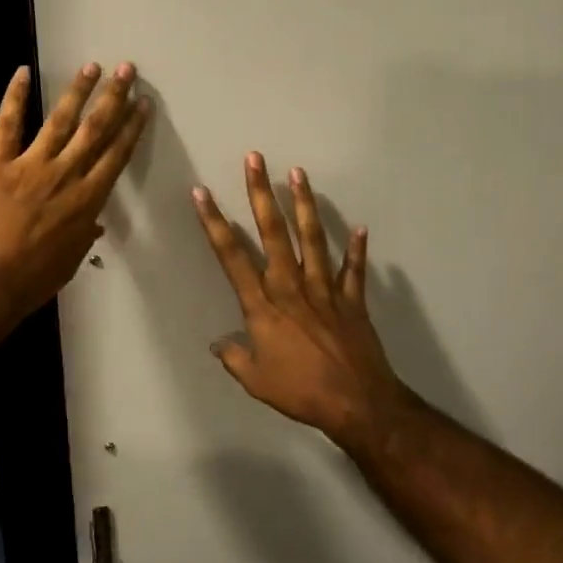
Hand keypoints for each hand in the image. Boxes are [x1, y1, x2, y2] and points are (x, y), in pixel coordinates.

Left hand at [0, 62, 150, 329]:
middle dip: (113, 98)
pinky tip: (23, 72)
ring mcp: (30, 166)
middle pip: (95, 130)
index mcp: (86, 202)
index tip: (143, 104)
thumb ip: (84, 235)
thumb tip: (95, 221)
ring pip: (60, 120)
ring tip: (92, 66)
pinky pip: (8, 124)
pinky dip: (14, 96)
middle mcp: (64, 176)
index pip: (116, 156)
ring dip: (78, 91)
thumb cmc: (30, 281)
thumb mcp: (69, 261)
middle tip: (126, 70)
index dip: (131, 127)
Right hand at [192, 153, 407, 440]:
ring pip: (312, 238)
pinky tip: (360, 227)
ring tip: (298, 173)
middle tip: (255, 159)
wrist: (356, 403)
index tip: (202, 194)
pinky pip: (353, 270)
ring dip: (304, 204)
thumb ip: (235, 357)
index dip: (214, 223)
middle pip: (273, 232)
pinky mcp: (352, 300)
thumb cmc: (300, 391)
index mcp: (263, 305)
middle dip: (260, 193)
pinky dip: (356, 250)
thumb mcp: (256, 381)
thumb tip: (218, 344)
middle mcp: (291, 286)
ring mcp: (324, 289)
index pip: (231, 256)